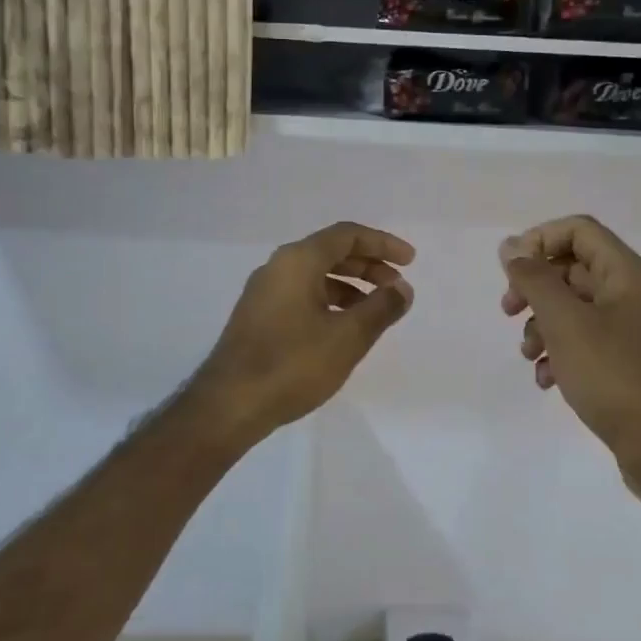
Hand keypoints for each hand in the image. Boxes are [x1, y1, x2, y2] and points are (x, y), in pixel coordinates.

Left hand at [191, 221, 415, 442]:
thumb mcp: (348, 337)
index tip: (410, 260)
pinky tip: (343, 327)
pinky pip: (302, 294)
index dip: (382, 244)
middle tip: (397, 285)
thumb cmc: (292, 364)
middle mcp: (277, 267)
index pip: (347, 235)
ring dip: (350, 285)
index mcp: (298, 261)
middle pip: (330, 252)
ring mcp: (264, 292)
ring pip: (315, 275)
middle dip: (368, 265)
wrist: (229, 404)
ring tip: (376, 309)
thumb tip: (402, 289)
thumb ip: (381, 308)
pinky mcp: (258, 316)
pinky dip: (329, 300)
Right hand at [500, 215, 640, 493]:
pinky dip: (557, 352)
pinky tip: (546, 380)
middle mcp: (627, 291)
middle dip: (533, 288)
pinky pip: (580, 338)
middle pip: (569, 267)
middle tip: (508, 310)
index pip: (577, 229)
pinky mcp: (619, 357)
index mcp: (624, 272)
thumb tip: (510, 246)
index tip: (511, 270)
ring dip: (540, 324)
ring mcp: (625, 326)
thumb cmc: (611, 374)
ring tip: (528, 354)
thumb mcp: (564, 323)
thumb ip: (534, 279)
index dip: (539, 240)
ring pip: (569, 306)